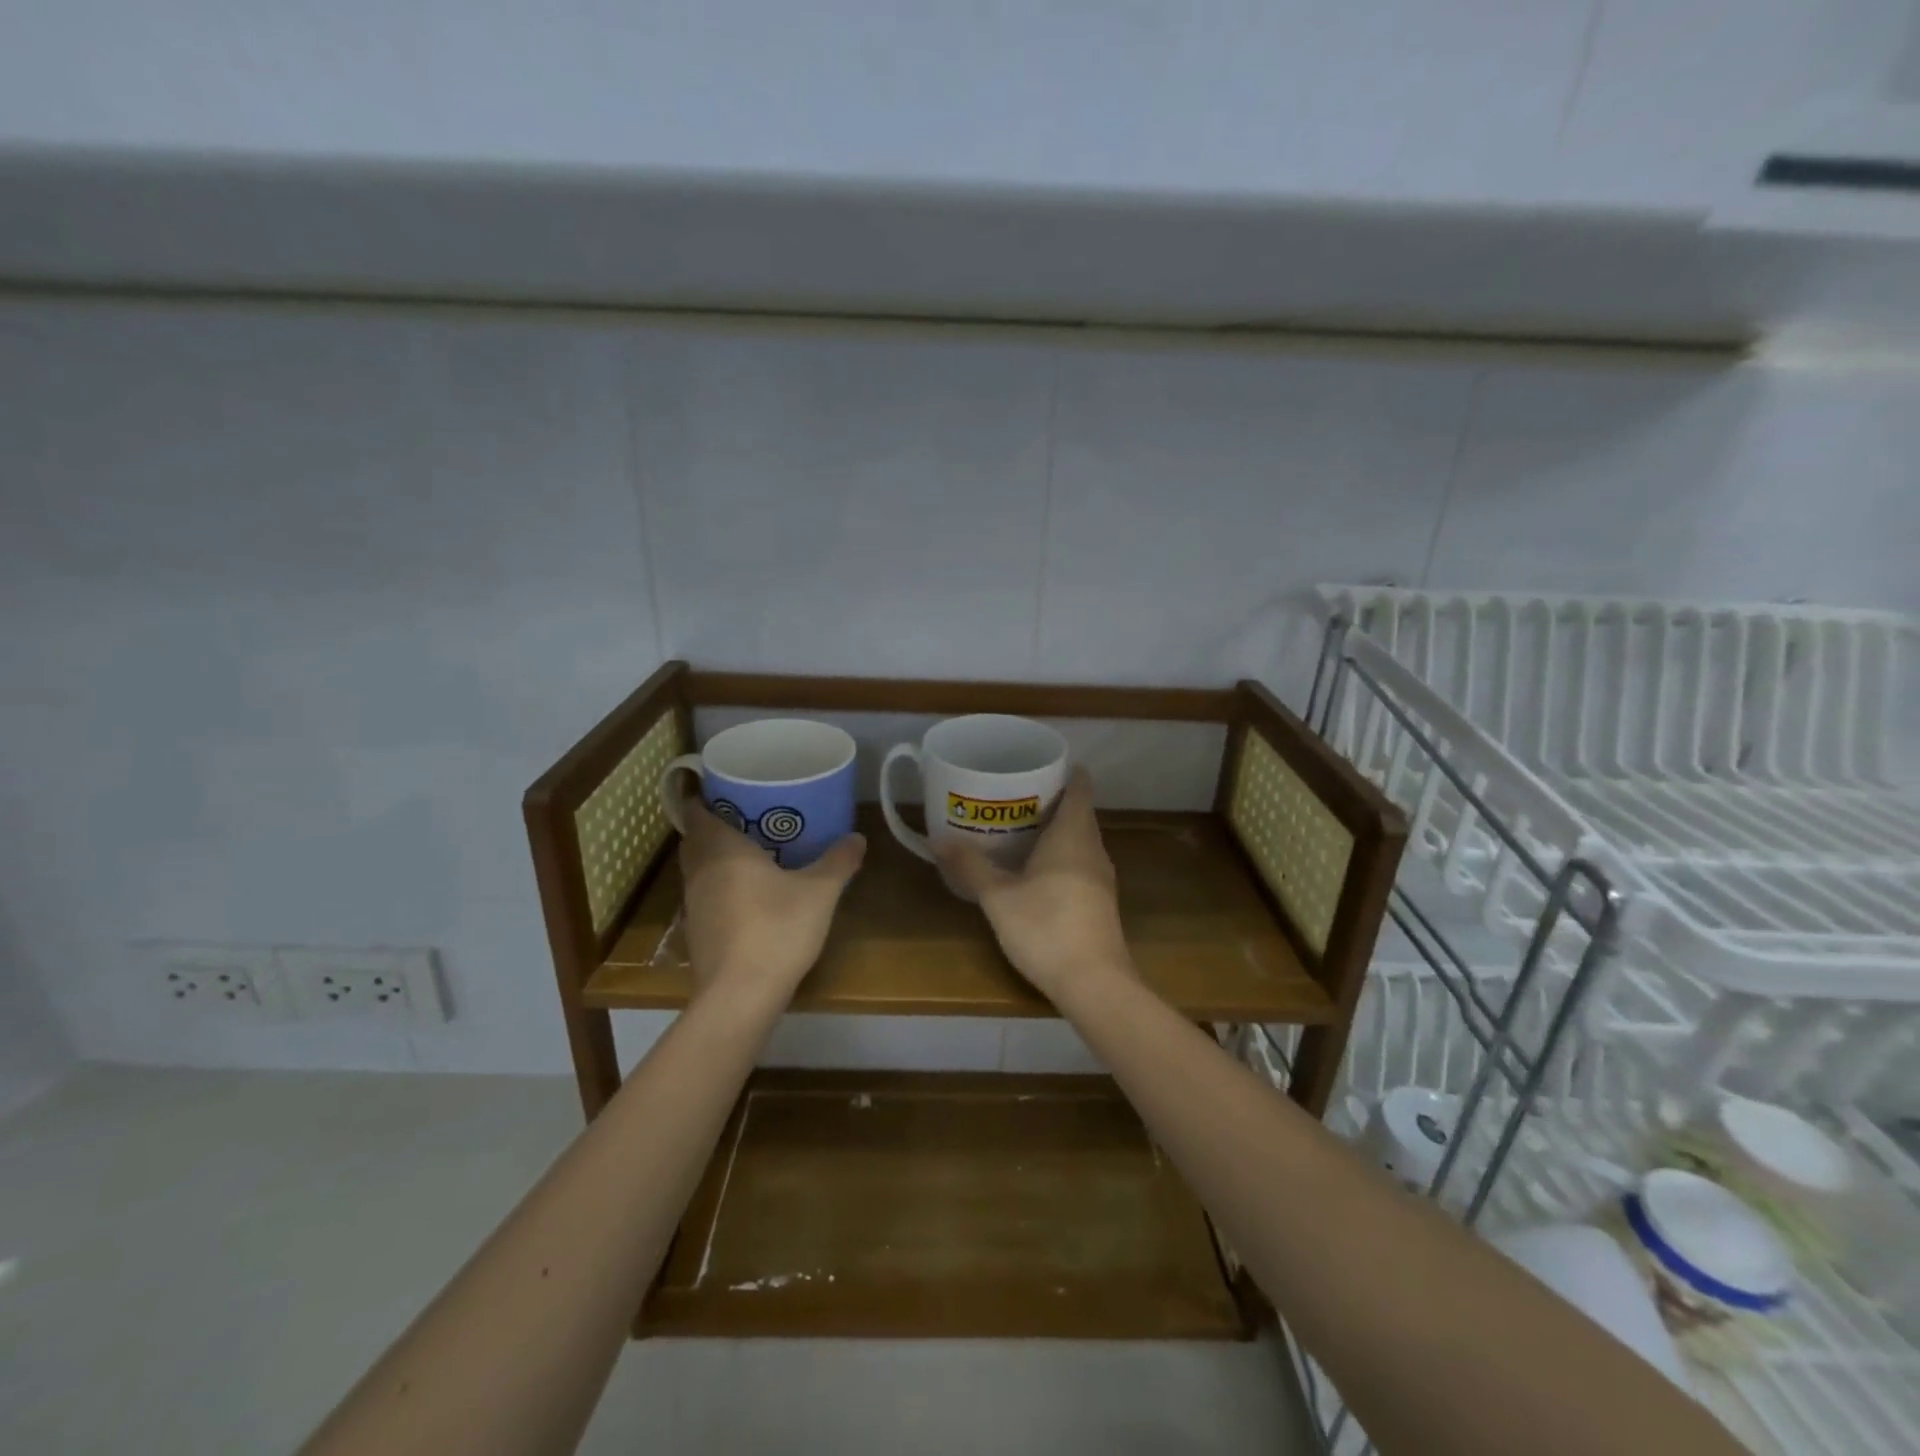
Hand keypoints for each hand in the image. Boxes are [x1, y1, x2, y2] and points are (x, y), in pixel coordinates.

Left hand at [677, 799, 865, 1002]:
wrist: (740, 996)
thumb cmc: (777, 929)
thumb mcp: (819, 892)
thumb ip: (838, 862)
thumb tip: (857, 837)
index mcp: (722, 850)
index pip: (697, 812)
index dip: (704, 798)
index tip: (725, 790)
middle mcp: (700, 872)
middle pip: (695, 840)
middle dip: (713, 826)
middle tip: (746, 817)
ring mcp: (694, 905)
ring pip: (698, 869)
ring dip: (715, 858)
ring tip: (750, 853)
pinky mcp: (697, 934)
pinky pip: (705, 896)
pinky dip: (719, 887)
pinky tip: (747, 896)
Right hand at [936, 769, 1130, 1002]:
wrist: (1095, 984)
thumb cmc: (1046, 928)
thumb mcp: (999, 897)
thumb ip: (970, 866)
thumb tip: (939, 839)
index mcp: (1073, 834)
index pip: (1080, 785)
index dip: (1062, 771)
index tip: (1034, 766)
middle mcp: (1093, 848)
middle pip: (1078, 811)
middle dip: (1049, 800)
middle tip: (1010, 797)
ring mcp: (1101, 877)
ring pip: (1079, 839)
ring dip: (1053, 831)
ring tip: (1016, 830)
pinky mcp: (1100, 901)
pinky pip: (1080, 862)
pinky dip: (1060, 856)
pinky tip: (1033, 871)